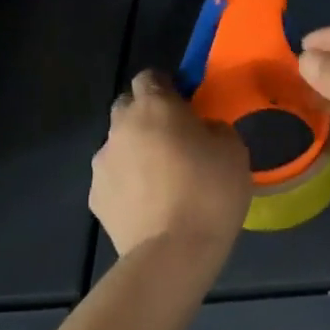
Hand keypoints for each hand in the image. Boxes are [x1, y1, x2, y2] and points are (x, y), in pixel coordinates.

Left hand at [91, 70, 250, 257]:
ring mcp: (102, 164)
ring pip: (119, 145)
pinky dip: (128, 184)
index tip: (186, 104)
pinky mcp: (95, 198)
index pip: (150, 76)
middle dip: (147, 116)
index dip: (168, 86)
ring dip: (136, 152)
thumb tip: (201, 130)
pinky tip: (150, 205)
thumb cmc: (210, 192)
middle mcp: (121, 127)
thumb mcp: (233, 150)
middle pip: (128, 107)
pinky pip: (114, 179)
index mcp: (155, 107)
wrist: (173, 253)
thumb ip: (214, 128)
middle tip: (174, 139)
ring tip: (163, 180)